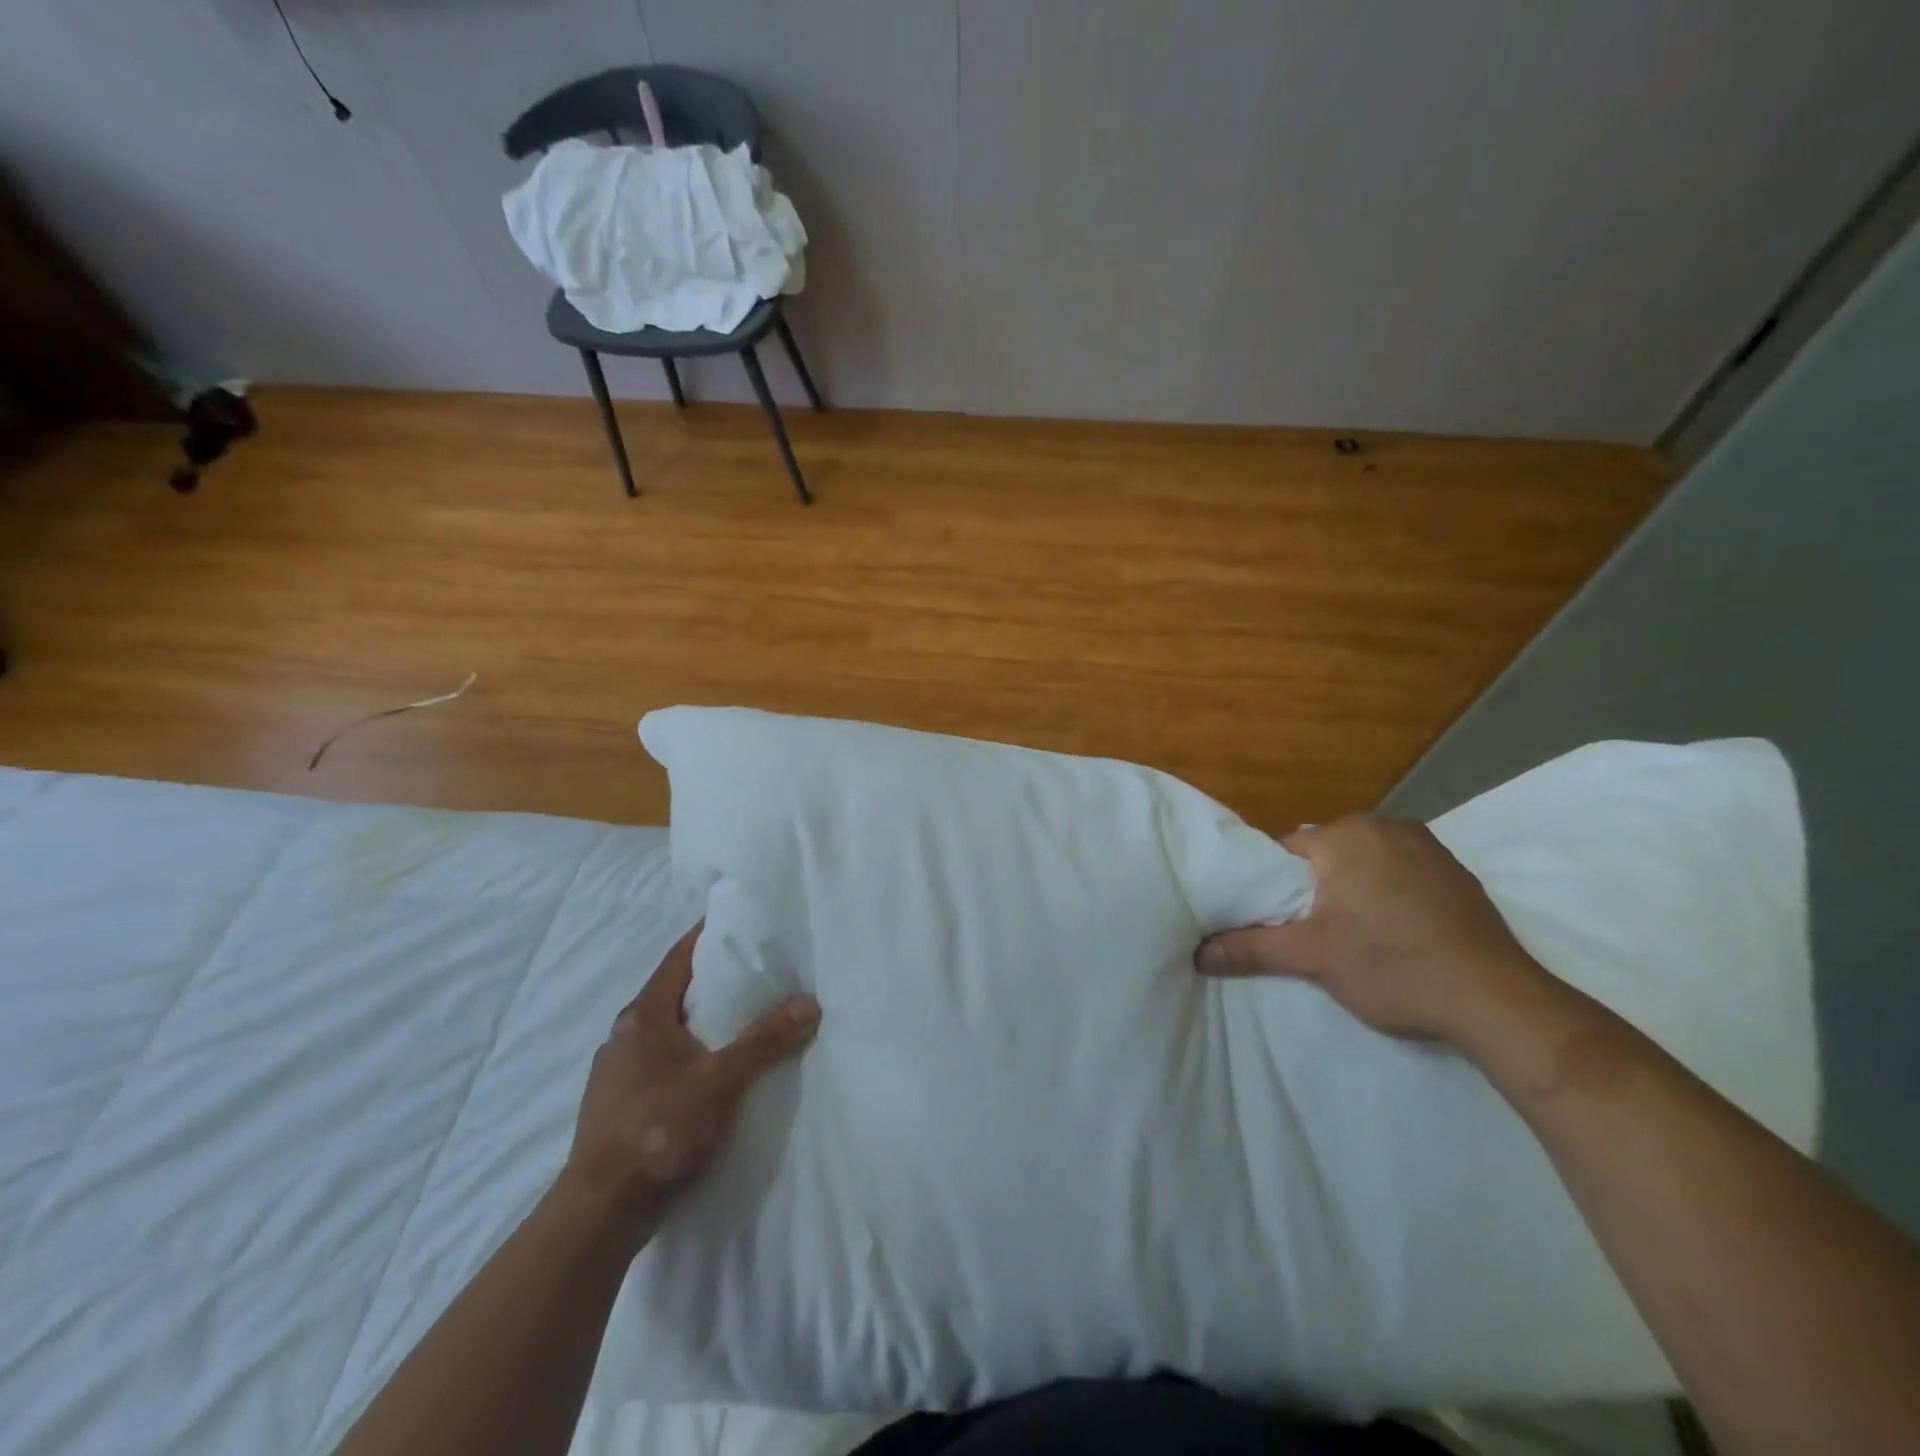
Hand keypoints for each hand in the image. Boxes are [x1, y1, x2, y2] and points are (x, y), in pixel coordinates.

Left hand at [561, 922, 820, 1227]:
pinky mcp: (623, 1104)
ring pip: (671, 1030)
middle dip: (715, 980)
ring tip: (746, 1019)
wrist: (600, 1213)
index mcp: (642, 1016)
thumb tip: (810, 1003)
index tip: (743, 921)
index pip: (679, 957)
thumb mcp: (719, 1081)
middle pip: (677, 992)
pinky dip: (693, 1053)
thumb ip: (764, 1042)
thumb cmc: (656, 1130)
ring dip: (704, 1021)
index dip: (709, 935)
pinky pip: (665, 1061)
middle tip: (760, 970)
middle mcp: (625, 1036)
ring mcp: (619, 1072)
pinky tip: (717, 1070)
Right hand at [1195, 816, 1552, 1046]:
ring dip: (1353, 890)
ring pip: (1364, 863)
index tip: (1278, 921)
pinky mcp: (1458, 872)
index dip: (1275, 887)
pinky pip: (1402, 873)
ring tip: (1355, 936)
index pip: (1286, 851)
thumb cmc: (1392, 967)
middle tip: (1314, 934)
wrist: (1497, 1001)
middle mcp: (1386, 826)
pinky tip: (1398, 933)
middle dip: (1315, 888)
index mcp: (1346, 835)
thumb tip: (1197, 953)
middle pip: (1326, 855)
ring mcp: (1428, 846)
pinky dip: (1391, 894)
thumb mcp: (1312, 958)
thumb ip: (1250, 948)